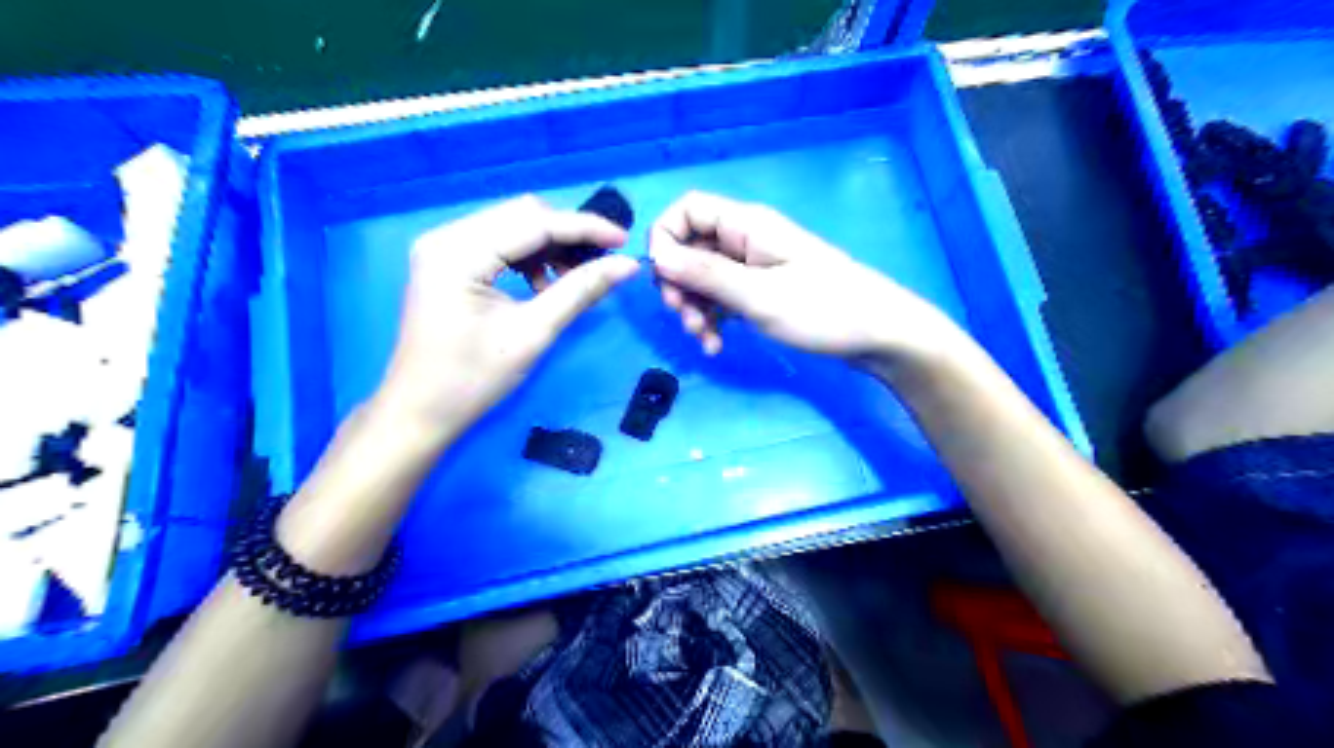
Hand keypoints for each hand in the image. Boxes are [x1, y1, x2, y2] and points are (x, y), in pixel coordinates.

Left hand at [375, 197, 639, 439]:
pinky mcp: (449, 262)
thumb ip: (580, 291)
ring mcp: (444, 247)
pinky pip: (500, 244)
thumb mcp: (533, 334)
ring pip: (514, 226)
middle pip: (522, 215)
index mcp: (458, 252)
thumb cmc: (472, 380)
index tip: (625, 241)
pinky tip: (544, 286)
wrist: (421, 412)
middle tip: (604, 262)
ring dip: (551, 247)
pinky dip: (531, 258)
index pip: (533, 222)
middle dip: (568, 235)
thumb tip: (627, 265)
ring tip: (575, 280)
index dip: (584, 228)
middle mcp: (446, 236)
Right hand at [651, 189, 966, 364]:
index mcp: (747, 226)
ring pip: (704, 277)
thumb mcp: (757, 295)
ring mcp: (755, 266)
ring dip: (694, 307)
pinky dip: (713, 317)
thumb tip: (656, 255)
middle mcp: (746, 240)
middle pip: (690, 247)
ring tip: (705, 339)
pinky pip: (723, 296)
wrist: (878, 334)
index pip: (687, 209)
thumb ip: (705, 274)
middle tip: (684, 318)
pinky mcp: (762, 290)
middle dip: (679, 284)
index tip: (663, 278)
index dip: (665, 238)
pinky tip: (717, 344)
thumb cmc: (822, 309)